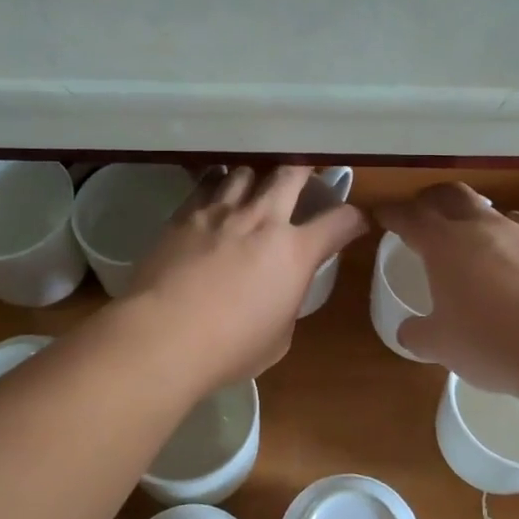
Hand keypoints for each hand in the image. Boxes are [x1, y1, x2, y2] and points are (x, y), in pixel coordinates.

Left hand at [125, 166, 368, 387]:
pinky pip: (207, 184)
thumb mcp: (278, 337)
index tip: (354, 222)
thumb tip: (280, 291)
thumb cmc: (230, 348)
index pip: (340, 221)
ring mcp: (222, 212)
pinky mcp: (186, 215)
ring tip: (254, 186)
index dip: (353, 219)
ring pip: (246, 171)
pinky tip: (215, 192)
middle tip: (307, 174)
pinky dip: (218, 184)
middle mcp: (263, 220)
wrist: (164, 336)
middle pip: (292, 174)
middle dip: (306, 170)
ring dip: (256, 177)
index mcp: (295, 252)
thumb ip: (286, 303)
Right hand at [376, 183, 518, 401]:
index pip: (410, 216)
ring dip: (476, 218)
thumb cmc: (495, 344)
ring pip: (494, 211)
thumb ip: (419, 335)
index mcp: (446, 244)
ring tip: (473, 240)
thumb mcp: (443, 347)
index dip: (392, 213)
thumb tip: (409, 332)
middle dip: (432, 200)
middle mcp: (484, 227)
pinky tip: (518, 265)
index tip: (382, 214)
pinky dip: (513, 241)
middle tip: (423, 213)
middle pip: (452, 195)